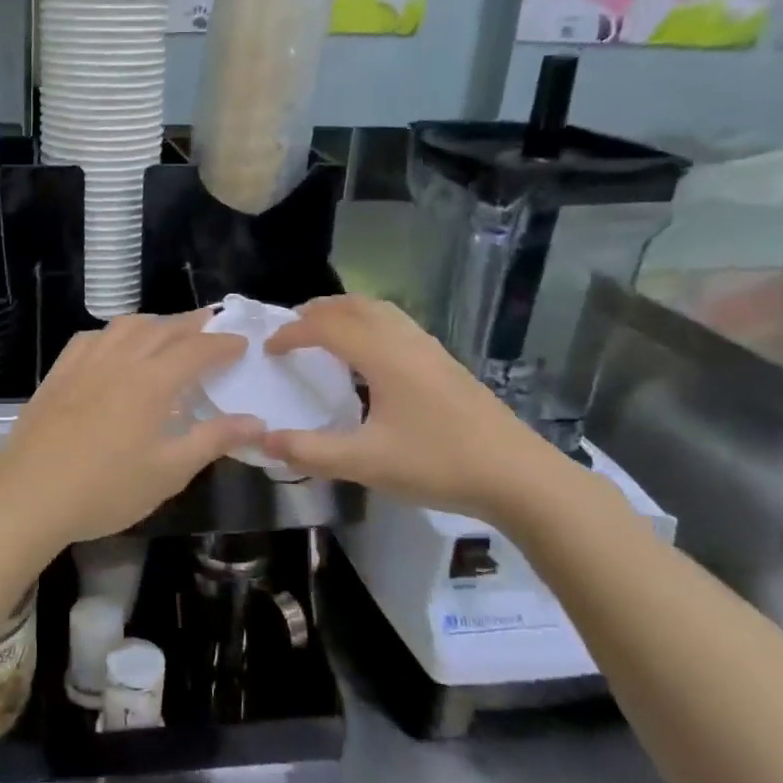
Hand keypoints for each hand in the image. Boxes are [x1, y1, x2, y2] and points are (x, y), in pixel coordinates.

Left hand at [0, 310, 262, 552]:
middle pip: (162, 329)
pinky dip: (114, 333)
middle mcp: (119, 360)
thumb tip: (257, 421)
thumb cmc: (105, 490)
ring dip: (154, 322)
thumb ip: (213, 440)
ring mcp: (84, 363)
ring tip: (168, 331)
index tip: (241, 343)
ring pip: (125, 326)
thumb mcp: (168, 472)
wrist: (28, 497)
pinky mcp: (58, 373)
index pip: (196, 349)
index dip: (222, 344)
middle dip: (192, 324)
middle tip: (212, 324)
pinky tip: (114, 346)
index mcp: (151, 382)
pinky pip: (91, 337)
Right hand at [260, 295, 570, 518]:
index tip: (269, 350)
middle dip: (318, 311)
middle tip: (291, 329)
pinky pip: (398, 326)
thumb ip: (311, 452)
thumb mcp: (366, 463)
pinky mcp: (446, 364)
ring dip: (346, 313)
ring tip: (325, 334)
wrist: (519, 476)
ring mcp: (431, 350)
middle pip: (355, 306)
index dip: (292, 332)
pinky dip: (370, 325)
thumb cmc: (438, 464)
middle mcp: (406, 341)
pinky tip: (370, 359)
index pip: (327, 326)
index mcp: (383, 356)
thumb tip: (264, 441)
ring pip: (381, 311)